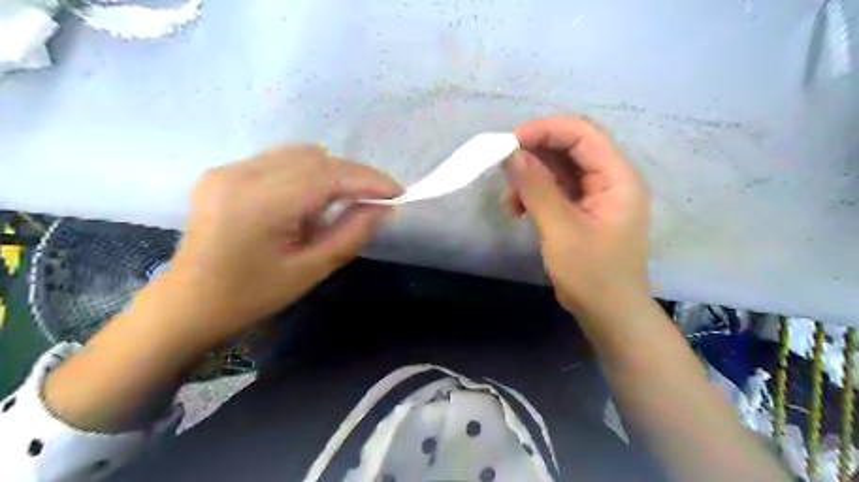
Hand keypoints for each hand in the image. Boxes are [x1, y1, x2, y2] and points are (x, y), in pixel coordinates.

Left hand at [166, 142, 405, 341]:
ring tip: (336, 206)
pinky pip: (279, 161)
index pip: (327, 175)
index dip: (367, 180)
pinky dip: (305, 175)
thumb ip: (351, 234)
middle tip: (371, 204)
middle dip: (351, 177)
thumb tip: (383, 209)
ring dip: (328, 175)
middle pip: (315, 158)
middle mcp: (240, 174)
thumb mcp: (310, 271)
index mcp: (260, 204)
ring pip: (298, 155)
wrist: (188, 304)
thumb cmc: (251, 296)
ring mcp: (228, 169)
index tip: (397, 192)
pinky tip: (305, 203)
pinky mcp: (223, 172)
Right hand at [504, 117, 652, 315]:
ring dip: (531, 178)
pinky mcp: (585, 210)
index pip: (582, 134)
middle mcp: (611, 179)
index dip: (544, 130)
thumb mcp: (560, 230)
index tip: (508, 143)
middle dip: (534, 155)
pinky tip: (519, 211)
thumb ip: (536, 188)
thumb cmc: (592, 275)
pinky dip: (536, 194)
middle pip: (570, 148)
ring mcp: (598, 195)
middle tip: (503, 169)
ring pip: (560, 169)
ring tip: (510, 202)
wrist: (610, 315)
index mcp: (618, 178)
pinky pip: (558, 189)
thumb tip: (511, 154)